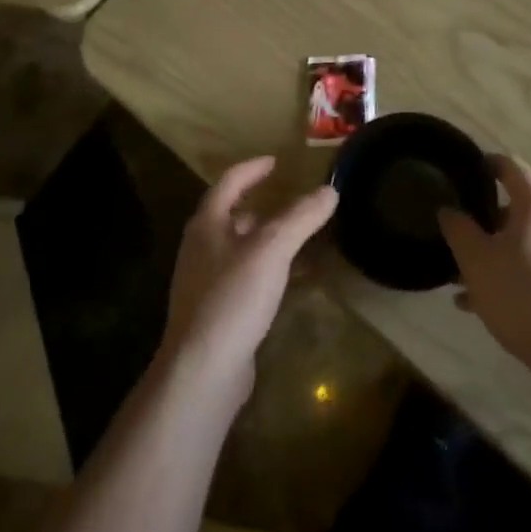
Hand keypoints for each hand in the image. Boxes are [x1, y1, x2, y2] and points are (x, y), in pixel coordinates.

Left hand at [160, 157, 335, 401]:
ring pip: (238, 248)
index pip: (228, 183)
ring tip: (296, 237)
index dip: (252, 169)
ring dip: (265, 238)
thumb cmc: (233, 297)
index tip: (275, 161)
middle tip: (290, 200)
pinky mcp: (216, 312)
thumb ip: (300, 217)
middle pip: (230, 216)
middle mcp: (201, 249)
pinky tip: (288, 281)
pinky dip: (267, 269)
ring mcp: (205, 283)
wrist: (203, 370)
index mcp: (207, 225)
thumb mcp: (272, 249)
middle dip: (259, 205)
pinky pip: (244, 278)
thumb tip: (329, 190)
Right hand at [440, 156, 530, 372]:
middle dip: (488, 222)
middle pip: (520, 210)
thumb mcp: (475, 261)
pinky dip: (516, 276)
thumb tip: (449, 209)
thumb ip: (458, 229)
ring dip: (498, 254)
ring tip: (466, 282)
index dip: (490, 164)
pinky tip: (487, 305)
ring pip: (528, 243)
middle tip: (462, 239)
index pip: (513, 168)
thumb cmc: (521, 296)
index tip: (470, 169)